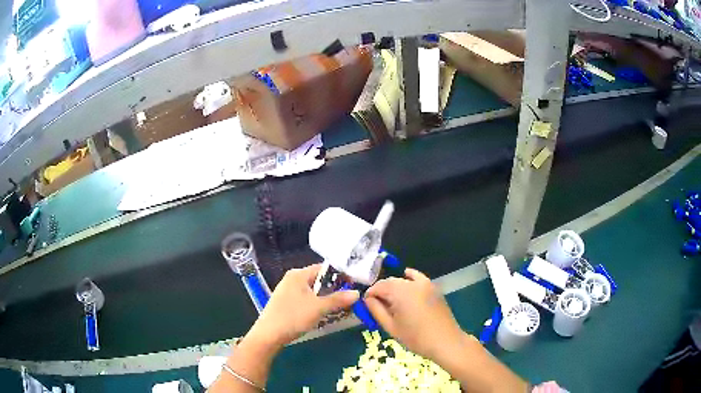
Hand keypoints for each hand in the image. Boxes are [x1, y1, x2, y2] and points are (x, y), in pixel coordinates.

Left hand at [247, 264, 359, 348]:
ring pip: (313, 291)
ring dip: (327, 298)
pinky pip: (307, 300)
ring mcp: (288, 292)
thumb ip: (338, 299)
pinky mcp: (287, 304)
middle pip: (319, 280)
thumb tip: (357, 293)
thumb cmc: (293, 317)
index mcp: (298, 274)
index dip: (340, 275)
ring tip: (342, 307)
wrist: (268, 335)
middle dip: (335, 289)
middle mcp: (292, 279)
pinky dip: (317, 304)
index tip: (355, 284)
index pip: (324, 268)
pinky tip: (325, 314)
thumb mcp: (318, 308)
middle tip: (351, 298)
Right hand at [364, 268, 464, 360]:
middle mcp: (412, 283)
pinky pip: (417, 278)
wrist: (445, 341)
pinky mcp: (433, 287)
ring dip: (394, 287)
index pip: (379, 286)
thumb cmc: (416, 338)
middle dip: (381, 291)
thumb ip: (376, 310)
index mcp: (400, 292)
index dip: (370, 294)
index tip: (366, 305)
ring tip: (391, 302)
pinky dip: (409, 279)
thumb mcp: (391, 327)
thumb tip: (367, 299)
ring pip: (403, 280)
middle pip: (390, 281)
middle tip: (377, 306)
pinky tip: (406, 287)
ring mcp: (425, 283)